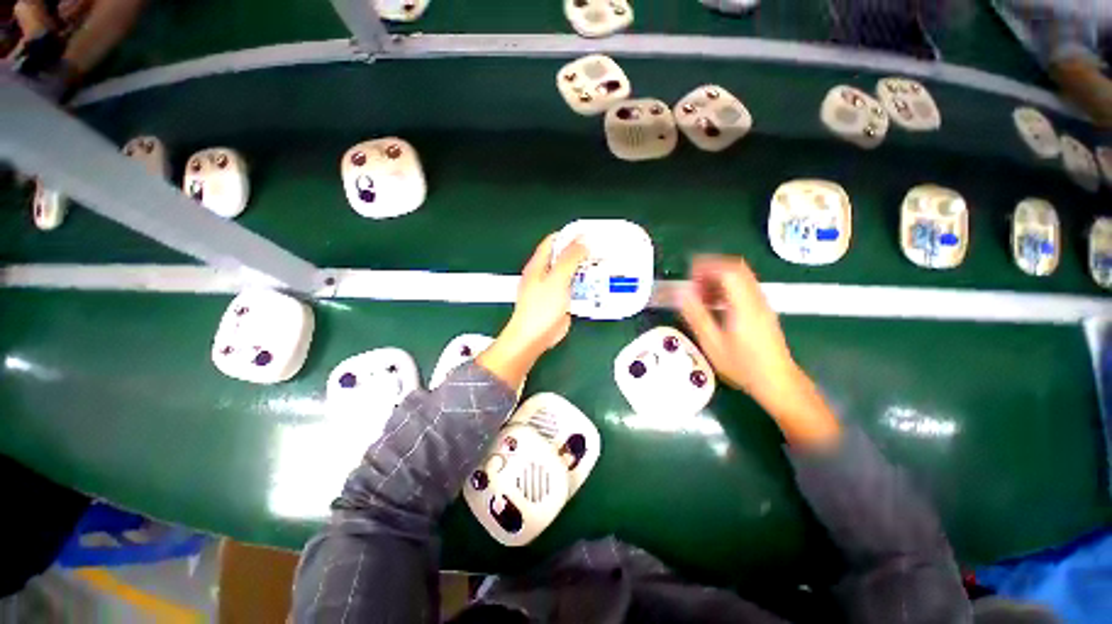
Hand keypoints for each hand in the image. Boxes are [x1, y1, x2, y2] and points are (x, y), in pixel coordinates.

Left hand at [478, 235, 587, 386]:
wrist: (535, 337)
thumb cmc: (540, 309)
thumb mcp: (556, 279)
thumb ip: (569, 260)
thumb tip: (582, 242)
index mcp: (539, 265)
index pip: (553, 242)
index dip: (569, 235)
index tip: (587, 233)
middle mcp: (545, 274)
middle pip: (564, 257)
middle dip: (581, 253)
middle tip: (600, 251)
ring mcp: (553, 289)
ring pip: (571, 274)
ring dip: (585, 271)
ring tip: (603, 266)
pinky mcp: (561, 302)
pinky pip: (575, 289)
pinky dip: (585, 287)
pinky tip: (597, 286)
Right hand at [677, 255, 795, 400]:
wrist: (777, 381)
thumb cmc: (742, 365)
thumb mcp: (712, 343)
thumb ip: (696, 315)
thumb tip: (682, 293)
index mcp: (744, 305)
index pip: (729, 270)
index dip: (707, 266)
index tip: (690, 273)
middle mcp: (756, 299)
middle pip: (737, 269)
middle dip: (712, 269)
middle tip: (694, 282)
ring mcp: (762, 304)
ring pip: (741, 277)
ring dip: (719, 279)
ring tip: (701, 294)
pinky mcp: (763, 311)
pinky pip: (744, 288)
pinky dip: (727, 288)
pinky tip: (715, 304)